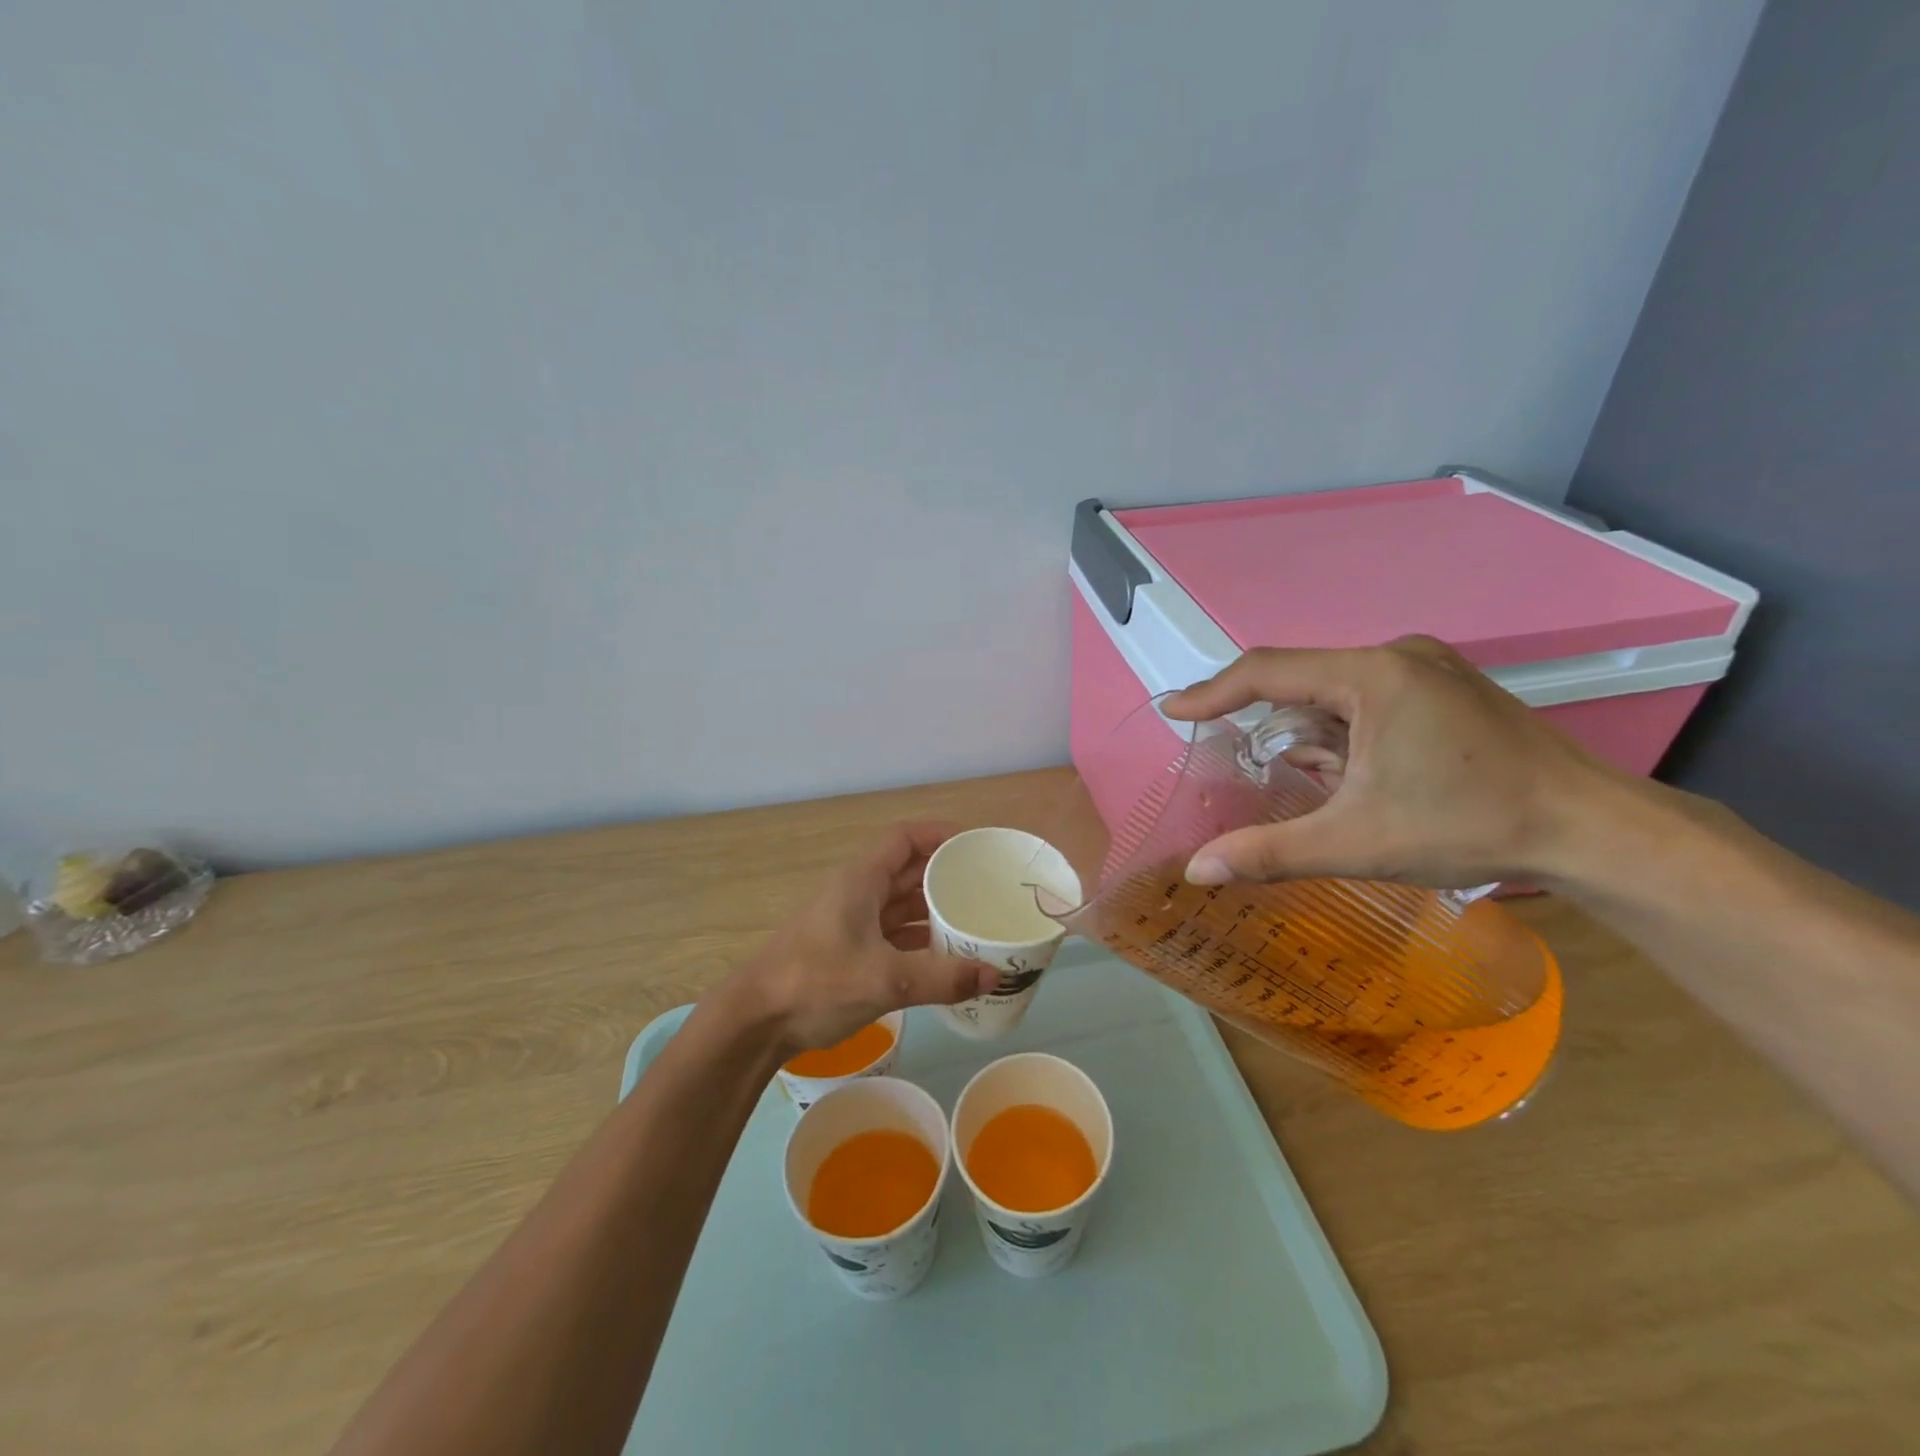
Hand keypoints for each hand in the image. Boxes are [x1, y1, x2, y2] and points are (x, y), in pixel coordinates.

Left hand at [708, 822, 998, 1054]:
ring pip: (901, 905)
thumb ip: (942, 977)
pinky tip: (947, 956)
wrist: (755, 1022)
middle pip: (908, 870)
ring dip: (935, 910)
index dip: (940, 834)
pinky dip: (920, 939)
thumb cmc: (816, 983)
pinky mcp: (848, 951)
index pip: (905, 838)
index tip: (975, 845)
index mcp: (861, 880)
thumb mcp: (885, 978)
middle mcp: (857, 893)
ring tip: (976, 919)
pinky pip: (894, 934)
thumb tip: (996, 974)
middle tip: (988, 886)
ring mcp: (851, 923)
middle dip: (946, 875)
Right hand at [1162, 637, 1623, 889]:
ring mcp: (1429, 669)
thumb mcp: (1356, 842)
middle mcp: (1398, 656)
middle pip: (1302, 679)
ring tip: (1302, 778)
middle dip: (1265, 720)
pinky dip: (1342, 732)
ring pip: (1336, 691)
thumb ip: (1269, 853)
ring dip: (1308, 731)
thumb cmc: (1469, 826)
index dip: (1212, 692)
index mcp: (1373, 675)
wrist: (1594, 831)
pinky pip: (1368, 699)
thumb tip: (1197, 872)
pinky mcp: (1447, 689)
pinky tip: (1348, 771)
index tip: (1172, 712)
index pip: (1267, 671)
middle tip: (1231, 755)